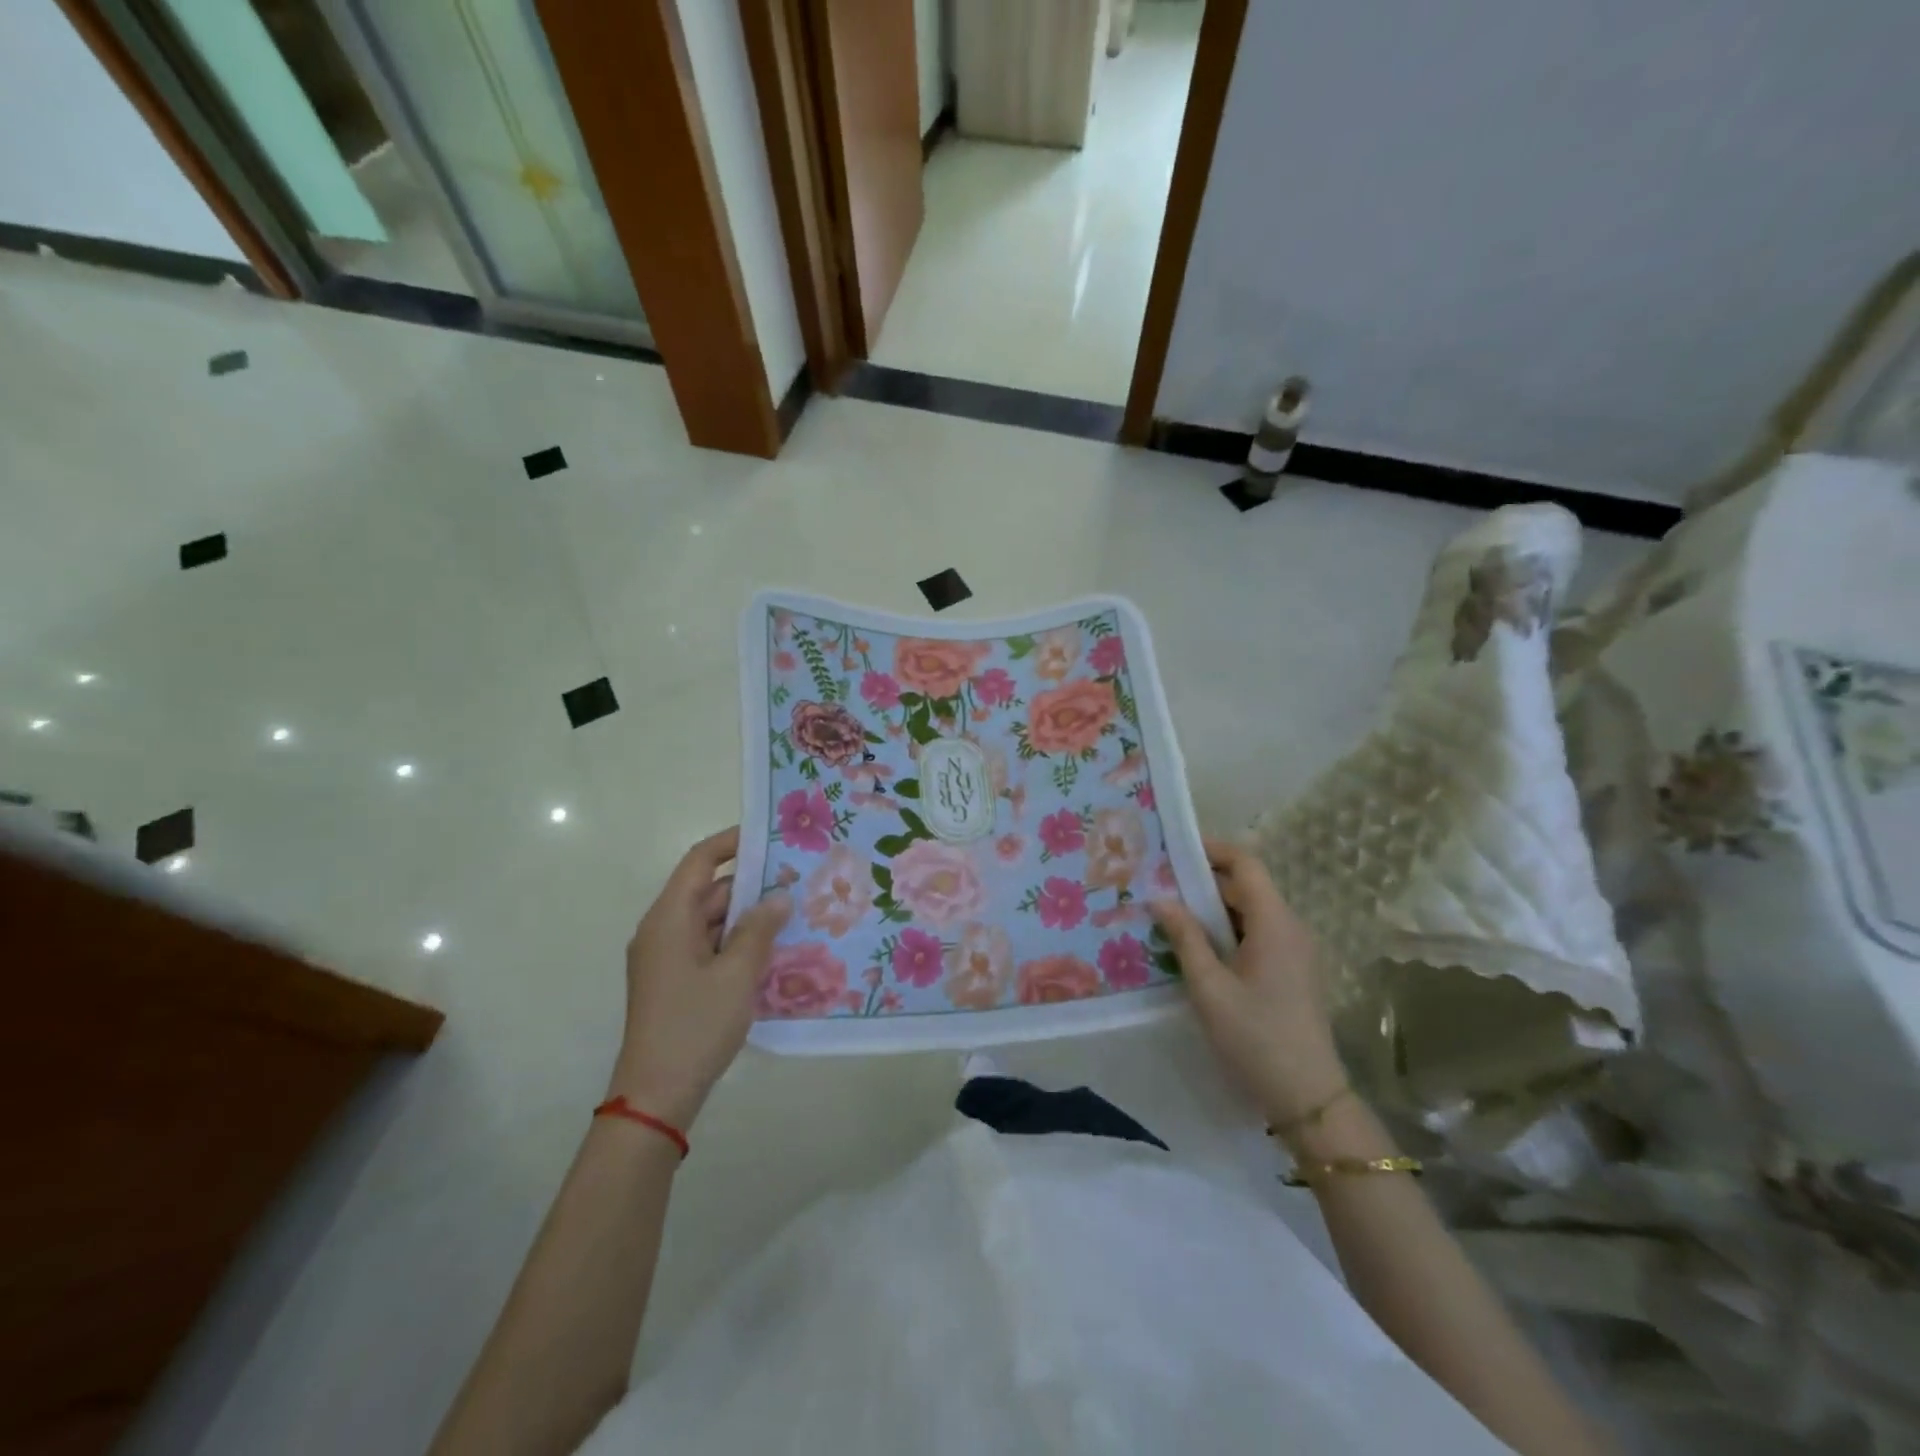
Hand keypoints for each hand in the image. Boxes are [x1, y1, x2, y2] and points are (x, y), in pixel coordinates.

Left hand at [605, 827, 790, 1130]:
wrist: (656, 1096)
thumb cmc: (695, 1026)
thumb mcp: (737, 974)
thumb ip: (760, 929)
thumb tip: (779, 896)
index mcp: (669, 919)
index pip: (699, 861)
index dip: (731, 842)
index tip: (769, 836)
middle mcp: (662, 930)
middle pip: (707, 891)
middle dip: (750, 884)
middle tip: (796, 880)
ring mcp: (666, 958)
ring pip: (710, 921)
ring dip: (746, 917)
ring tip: (793, 913)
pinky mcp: (674, 981)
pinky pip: (708, 946)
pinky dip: (736, 942)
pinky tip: (772, 950)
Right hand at [1152, 840, 1348, 1127]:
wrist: (1308, 1098)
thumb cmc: (1255, 1037)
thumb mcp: (1209, 987)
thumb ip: (1185, 937)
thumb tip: (1160, 899)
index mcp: (1275, 923)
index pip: (1246, 864)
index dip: (1212, 850)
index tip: (1174, 849)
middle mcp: (1291, 928)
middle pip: (1247, 886)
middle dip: (1204, 880)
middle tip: (1160, 884)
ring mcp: (1296, 951)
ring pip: (1251, 912)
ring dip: (1213, 908)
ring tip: (1171, 914)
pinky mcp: (1293, 971)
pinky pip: (1258, 934)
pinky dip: (1227, 930)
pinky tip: (1197, 947)